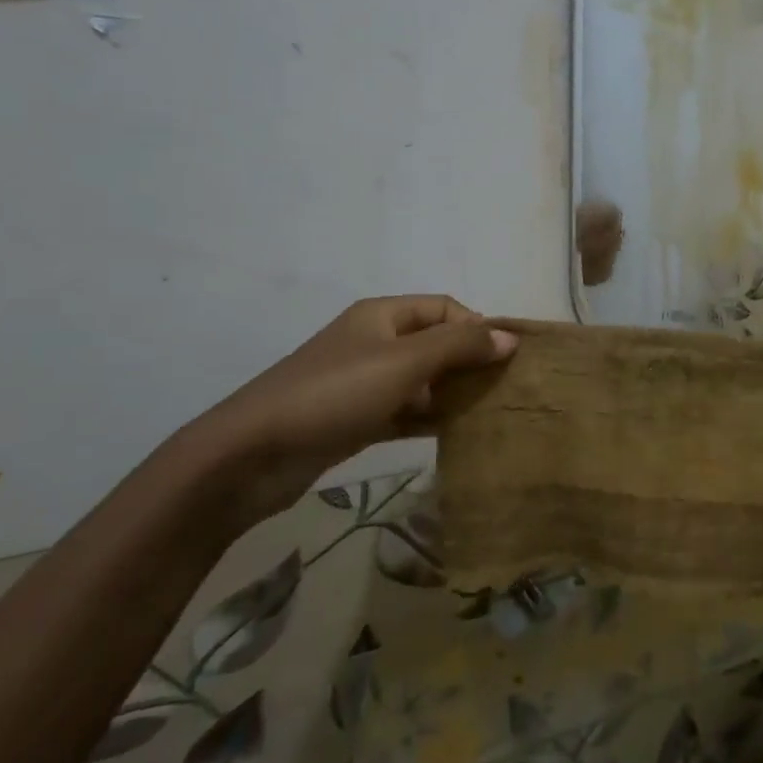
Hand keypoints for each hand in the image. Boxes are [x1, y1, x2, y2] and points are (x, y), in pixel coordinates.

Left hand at [191, 296, 515, 536]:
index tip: (508, 359)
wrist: (252, 454)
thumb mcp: (403, 363)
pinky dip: (432, 420)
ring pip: (423, 381)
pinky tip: (461, 436)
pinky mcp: (357, 420)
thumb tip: (510, 337)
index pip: (445, 308)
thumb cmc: (334, 394)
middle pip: (436, 344)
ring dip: (455, 393)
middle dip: (471, 362)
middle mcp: (375, 342)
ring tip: (493, 415)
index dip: (478, 326)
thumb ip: (459, 346)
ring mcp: (364, 383)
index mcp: (382, 316)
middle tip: (508, 390)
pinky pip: (407, 412)